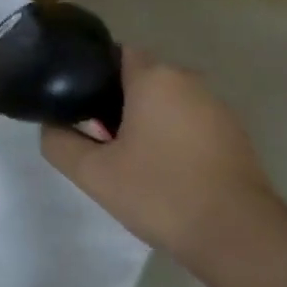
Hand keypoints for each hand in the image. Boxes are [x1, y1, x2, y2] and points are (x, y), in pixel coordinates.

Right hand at [40, 48, 281, 263]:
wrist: (235, 232)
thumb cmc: (159, 192)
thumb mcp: (94, 173)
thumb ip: (60, 143)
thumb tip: (50, 127)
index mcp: (155, 77)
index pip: (118, 53)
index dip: (95, 75)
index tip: (81, 106)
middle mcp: (189, 80)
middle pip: (143, 78)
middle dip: (119, 101)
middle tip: (100, 140)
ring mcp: (217, 106)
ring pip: (169, 101)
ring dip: (149, 121)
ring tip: (132, 160)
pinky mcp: (234, 133)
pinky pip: (192, 122)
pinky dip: (175, 137)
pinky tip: (167, 173)